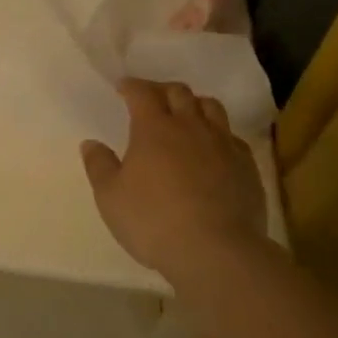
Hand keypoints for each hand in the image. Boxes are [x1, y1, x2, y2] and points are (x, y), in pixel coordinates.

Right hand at [81, 79, 266, 281]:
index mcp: (154, 128)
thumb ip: (99, 166)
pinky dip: (219, 134)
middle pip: (179, 92)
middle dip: (162, 90)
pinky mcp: (247, 166)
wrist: (216, 252)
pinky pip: (232, 137)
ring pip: (211, 107)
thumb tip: (91, 144)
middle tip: (152, 99)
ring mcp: (222, 144)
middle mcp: (190, 126)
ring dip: (195, 105)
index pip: (142, 92)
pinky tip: (214, 149)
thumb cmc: (154, 221)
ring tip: (186, 116)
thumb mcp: (110, 198)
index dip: (131, 86)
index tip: (123, 88)